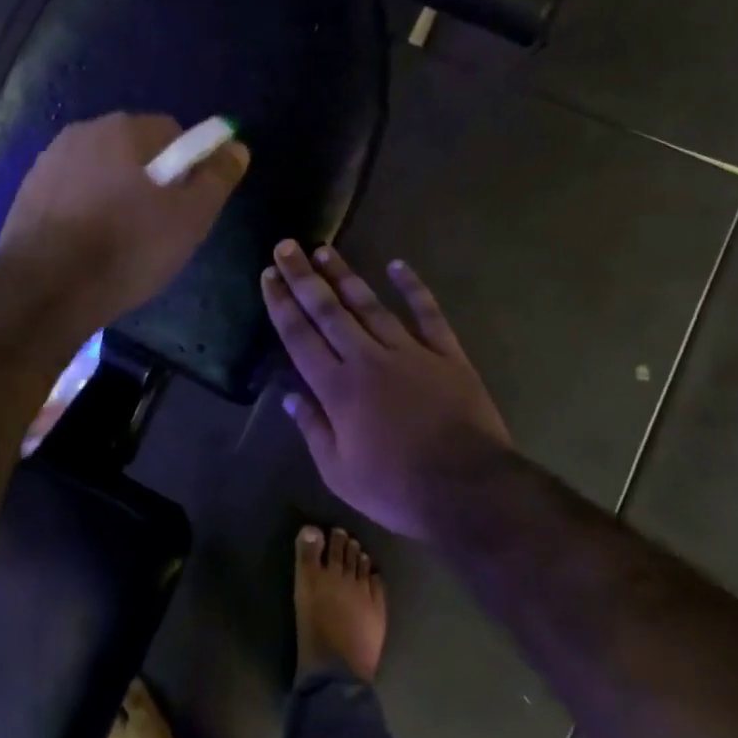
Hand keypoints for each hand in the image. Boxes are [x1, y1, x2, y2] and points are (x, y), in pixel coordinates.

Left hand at [0, 113, 249, 333]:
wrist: (44, 291)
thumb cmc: (126, 250)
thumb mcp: (189, 218)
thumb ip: (217, 177)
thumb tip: (235, 145)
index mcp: (124, 129)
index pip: (173, 132)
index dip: (188, 167)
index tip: (186, 205)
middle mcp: (83, 131)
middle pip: (134, 149)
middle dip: (150, 178)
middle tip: (158, 225)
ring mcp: (49, 160)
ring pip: (101, 170)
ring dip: (116, 192)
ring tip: (120, 239)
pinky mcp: (28, 191)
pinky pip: (72, 190)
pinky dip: (86, 207)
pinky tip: (88, 243)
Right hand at [262, 242, 509, 537]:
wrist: (468, 490)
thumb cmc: (396, 488)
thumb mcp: (339, 472)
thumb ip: (313, 429)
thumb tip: (289, 395)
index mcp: (337, 388)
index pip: (300, 336)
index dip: (282, 304)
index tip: (268, 275)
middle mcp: (367, 359)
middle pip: (329, 310)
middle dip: (304, 277)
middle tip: (286, 246)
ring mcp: (410, 352)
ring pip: (370, 305)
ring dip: (345, 275)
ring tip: (324, 250)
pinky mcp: (447, 354)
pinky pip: (428, 313)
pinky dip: (413, 287)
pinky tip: (397, 265)